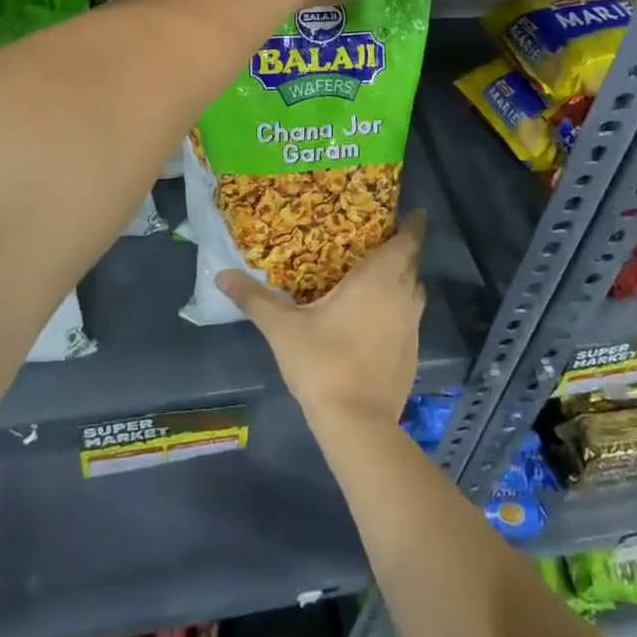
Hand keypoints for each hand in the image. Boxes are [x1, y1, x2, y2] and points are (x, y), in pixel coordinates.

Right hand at [217, 211, 426, 434]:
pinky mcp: (412, 355)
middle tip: (380, 241)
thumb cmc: (322, 362)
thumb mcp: (282, 328)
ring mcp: (411, 328)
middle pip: (411, 266)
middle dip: (402, 251)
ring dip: (402, 282)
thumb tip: (221, 275)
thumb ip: (254, 298)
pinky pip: (410, 320)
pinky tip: (376, 320)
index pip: (407, 242)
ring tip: (378, 278)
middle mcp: (402, 297)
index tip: (415, 213)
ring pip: (413, 293)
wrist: (357, 423)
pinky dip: (398, 311)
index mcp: (378, 279)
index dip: (413, 226)